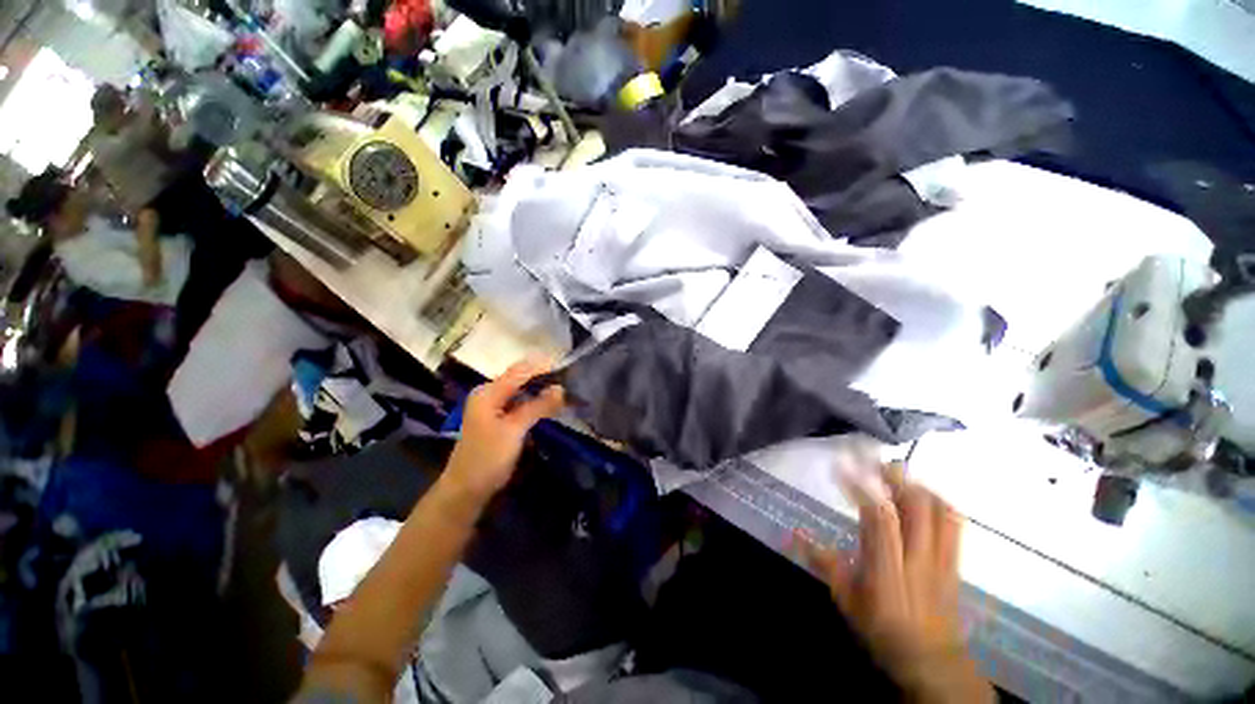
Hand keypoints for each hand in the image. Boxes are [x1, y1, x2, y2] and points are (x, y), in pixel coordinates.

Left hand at [443, 359, 564, 505]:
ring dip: (540, 389)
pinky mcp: (498, 419)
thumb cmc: (487, 458)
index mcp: (488, 393)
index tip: (567, 364)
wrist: (466, 490)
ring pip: (521, 391)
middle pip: (520, 378)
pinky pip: (519, 403)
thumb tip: (561, 388)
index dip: (542, 366)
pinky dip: (534, 402)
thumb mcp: (514, 430)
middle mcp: (489, 394)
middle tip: (569, 377)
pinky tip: (549, 403)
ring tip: (564, 388)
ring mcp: (492, 407)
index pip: (519, 371)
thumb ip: (537, 406)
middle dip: (543, 376)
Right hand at [799, 463, 991, 702]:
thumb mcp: (846, 600)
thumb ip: (825, 564)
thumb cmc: (882, 629)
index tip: (840, 467)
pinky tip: (925, 494)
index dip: (860, 486)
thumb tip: (794, 533)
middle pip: (915, 505)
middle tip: (871, 460)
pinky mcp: (955, 561)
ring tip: (896, 473)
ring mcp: (941, 558)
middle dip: (893, 476)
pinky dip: (939, 500)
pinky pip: (954, 522)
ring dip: (916, 484)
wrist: (932, 660)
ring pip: (938, 509)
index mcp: (888, 568)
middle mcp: (918, 557)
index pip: (879, 516)